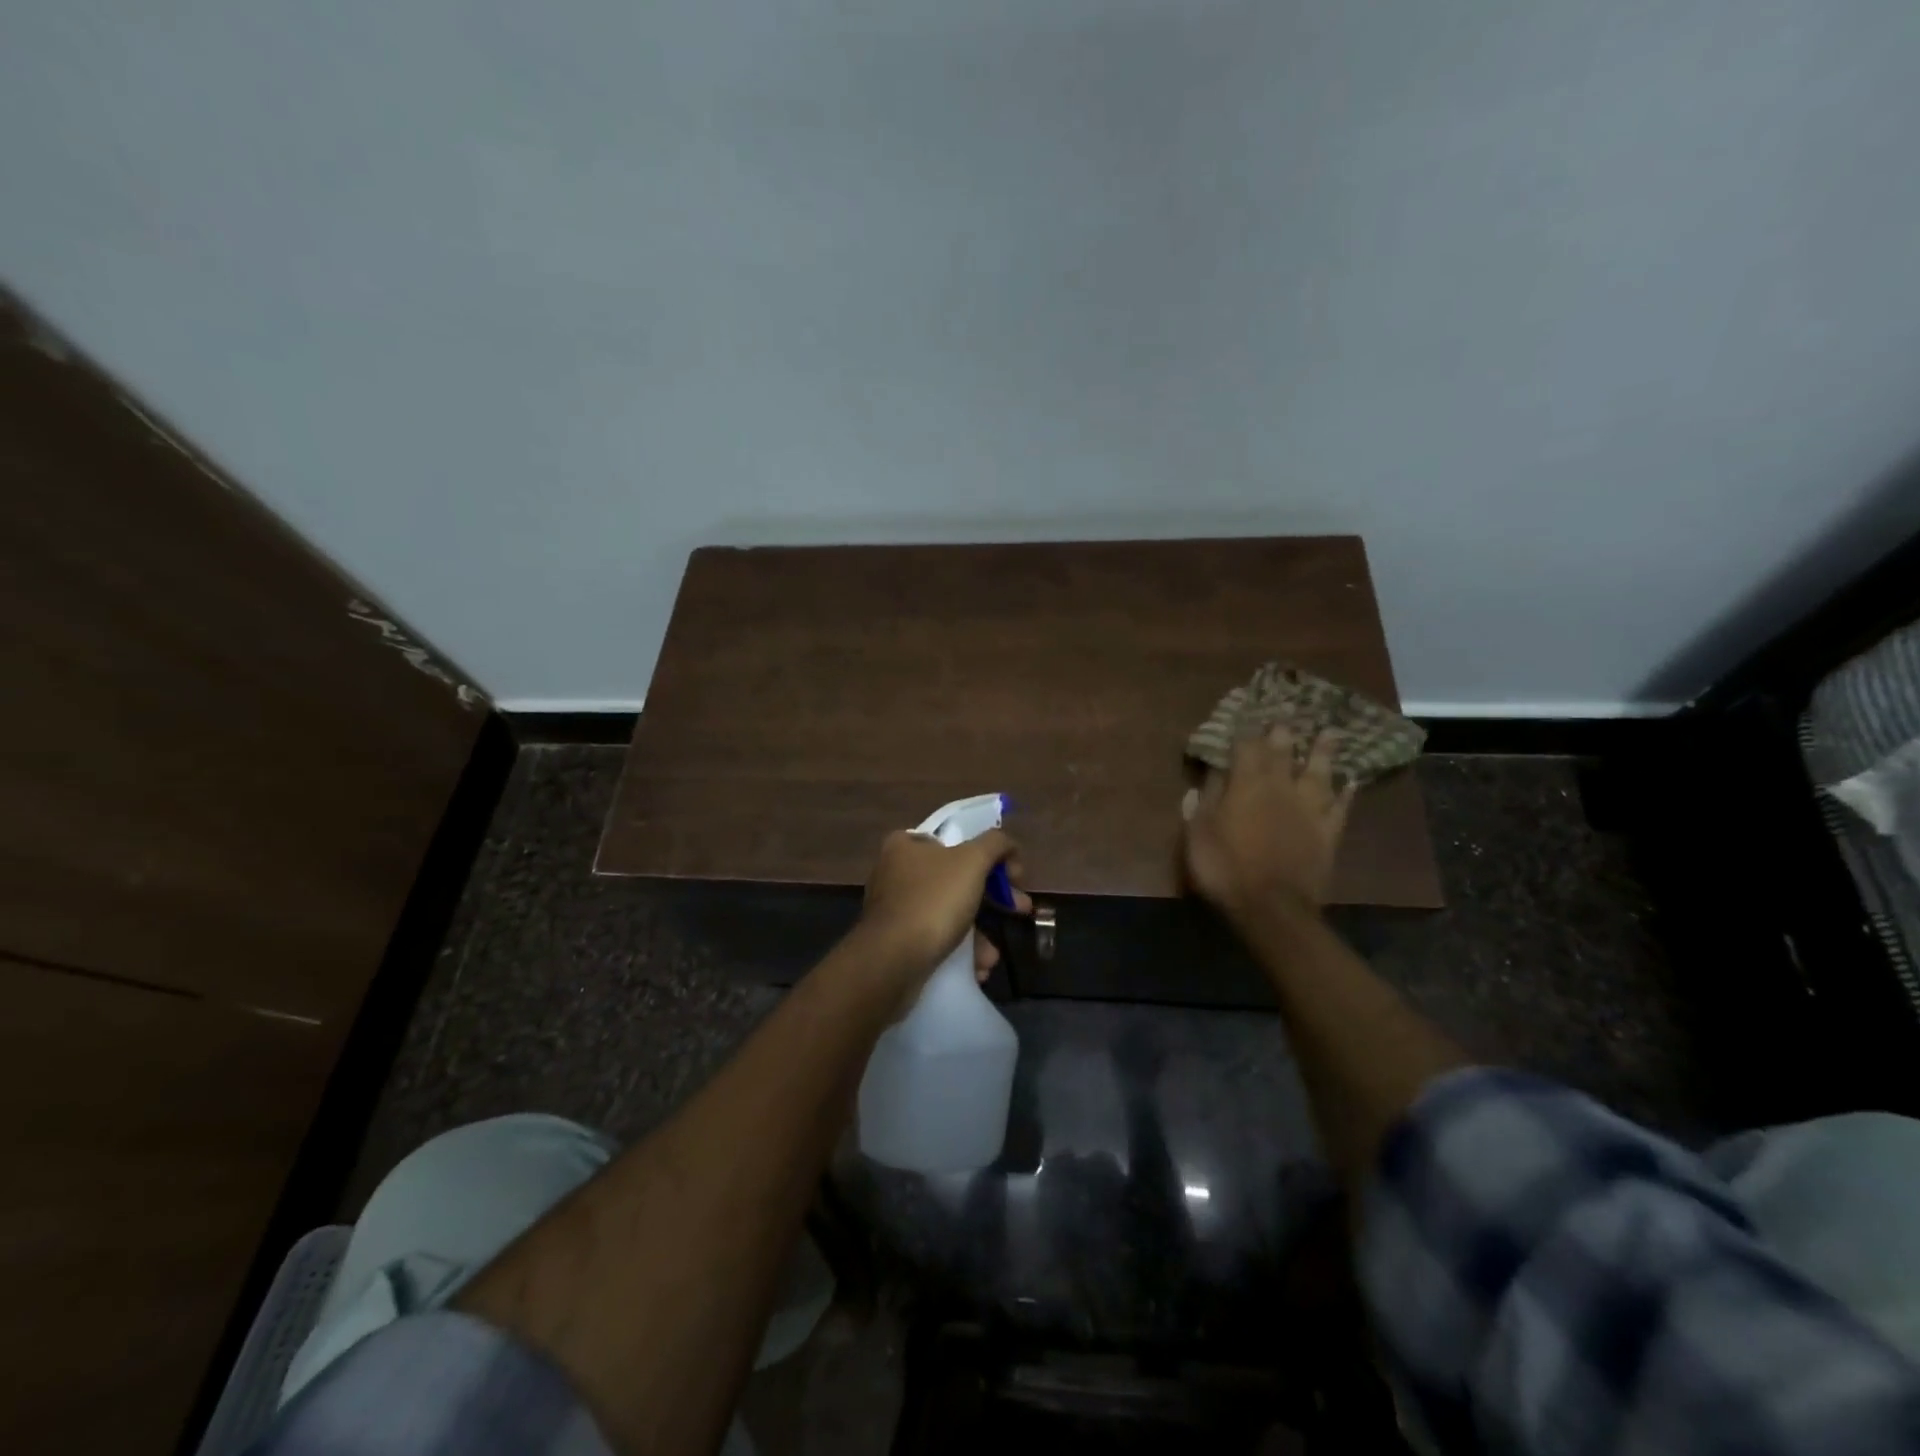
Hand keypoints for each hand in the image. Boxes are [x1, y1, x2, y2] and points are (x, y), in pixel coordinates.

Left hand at [855, 829, 1029, 1012]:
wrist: (891, 962)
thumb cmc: (933, 901)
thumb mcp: (972, 861)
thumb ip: (995, 844)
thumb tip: (1007, 844)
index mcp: (906, 844)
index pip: (956, 840)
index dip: (990, 856)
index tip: (1014, 877)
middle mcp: (895, 871)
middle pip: (956, 878)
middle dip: (993, 898)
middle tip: (1021, 909)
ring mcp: (894, 908)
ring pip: (948, 912)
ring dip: (978, 932)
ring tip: (991, 955)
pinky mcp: (895, 941)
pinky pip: (935, 938)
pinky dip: (958, 950)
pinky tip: (975, 967)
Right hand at [1183, 727, 1355, 921]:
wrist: (1271, 907)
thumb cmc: (1225, 867)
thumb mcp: (1198, 833)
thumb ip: (1204, 800)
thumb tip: (1210, 772)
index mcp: (1246, 784)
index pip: (1246, 747)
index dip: (1245, 732)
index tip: (1245, 719)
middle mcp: (1281, 788)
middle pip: (1284, 752)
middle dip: (1283, 733)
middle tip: (1287, 717)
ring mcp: (1309, 809)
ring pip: (1319, 772)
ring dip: (1323, 752)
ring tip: (1329, 733)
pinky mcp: (1328, 833)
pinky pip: (1341, 807)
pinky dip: (1346, 792)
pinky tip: (1351, 782)